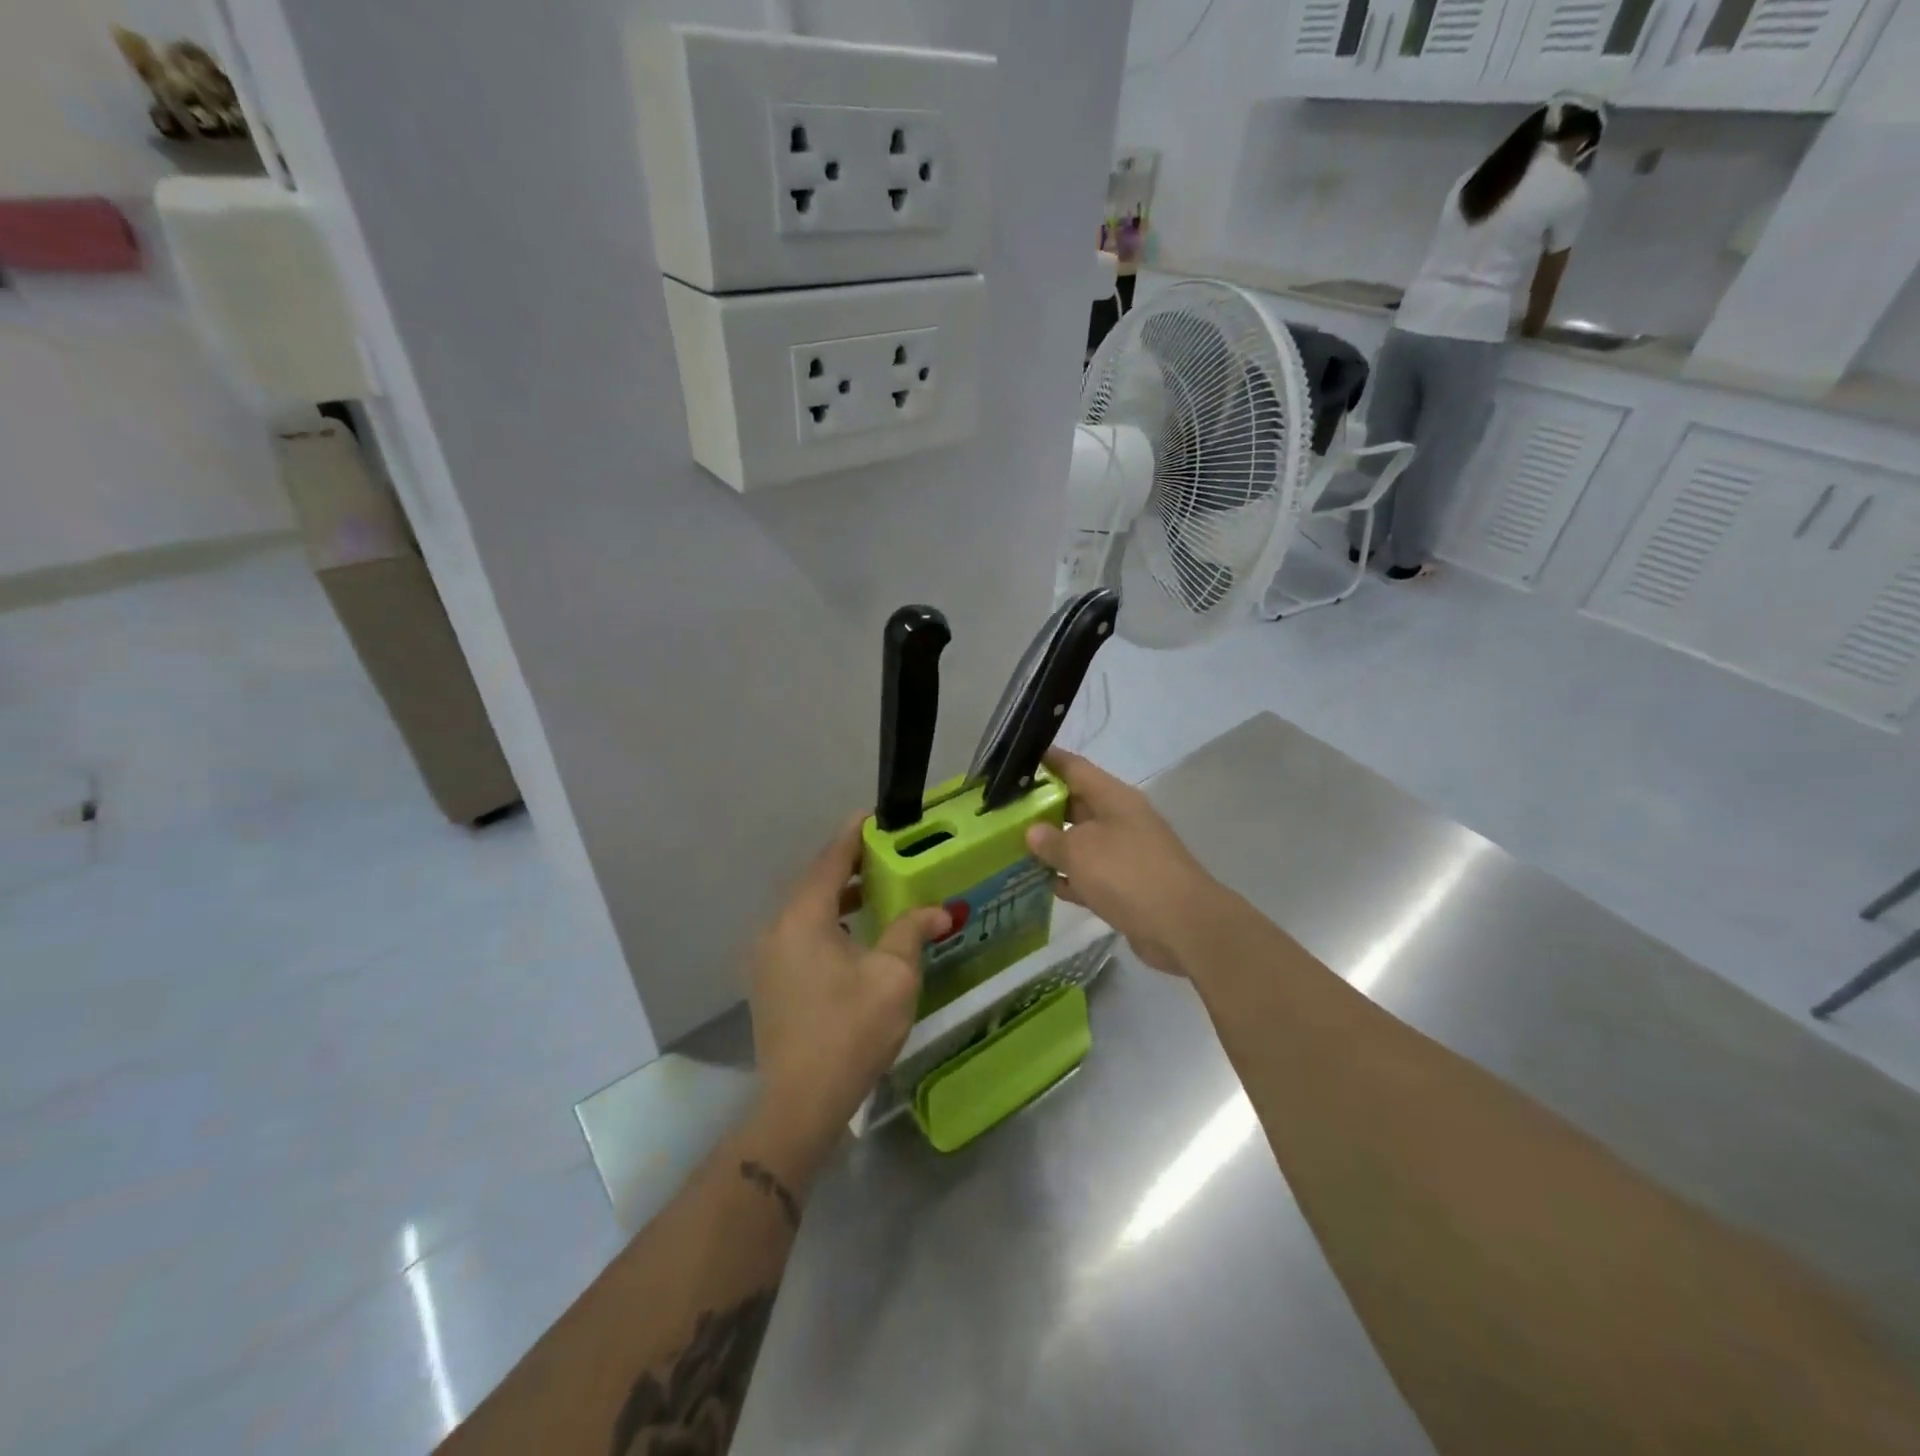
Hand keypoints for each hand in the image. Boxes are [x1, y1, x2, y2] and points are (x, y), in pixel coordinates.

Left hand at [747, 815, 948, 1157]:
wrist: (801, 1102)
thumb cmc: (851, 1030)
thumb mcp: (893, 976)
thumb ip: (912, 931)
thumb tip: (937, 910)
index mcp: (803, 917)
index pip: (830, 860)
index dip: (854, 834)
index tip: (875, 815)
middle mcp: (776, 928)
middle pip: (815, 882)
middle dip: (850, 865)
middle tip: (887, 852)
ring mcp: (767, 957)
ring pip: (806, 910)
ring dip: (839, 896)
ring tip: (876, 889)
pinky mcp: (768, 981)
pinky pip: (799, 934)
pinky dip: (827, 922)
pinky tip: (854, 934)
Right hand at [1025, 750, 1221, 975]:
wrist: (1182, 925)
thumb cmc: (1127, 873)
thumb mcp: (1080, 852)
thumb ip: (1051, 840)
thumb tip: (1033, 832)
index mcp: (1114, 798)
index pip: (1075, 768)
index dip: (1048, 761)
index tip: (1017, 760)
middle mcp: (1121, 820)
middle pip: (1077, 805)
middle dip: (1043, 807)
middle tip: (1005, 810)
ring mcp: (1127, 854)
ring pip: (1082, 842)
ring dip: (1053, 846)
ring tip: (1013, 847)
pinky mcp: (1128, 886)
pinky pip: (1091, 875)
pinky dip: (1070, 878)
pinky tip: (1043, 885)